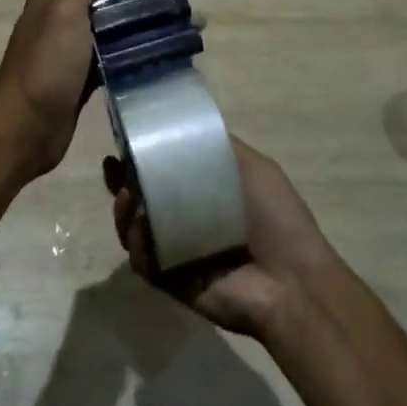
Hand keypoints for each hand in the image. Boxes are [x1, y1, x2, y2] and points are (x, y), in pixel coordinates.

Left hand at [0, 0, 198, 179]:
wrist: (25, 128)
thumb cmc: (46, 65)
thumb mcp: (63, 10)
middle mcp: (63, 20)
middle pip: (116, 5)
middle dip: (154, 4)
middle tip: (195, 11)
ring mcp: (73, 52)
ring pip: (119, 32)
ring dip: (151, 30)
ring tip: (190, 34)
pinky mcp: (83, 79)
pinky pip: (117, 59)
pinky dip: (139, 55)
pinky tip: (166, 59)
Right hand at [106, 135, 334, 340]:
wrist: (292, 282)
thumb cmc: (276, 219)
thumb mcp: (254, 167)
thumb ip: (219, 145)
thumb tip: (184, 123)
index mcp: (204, 193)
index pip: (163, 172)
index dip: (141, 158)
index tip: (123, 143)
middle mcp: (185, 220)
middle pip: (141, 199)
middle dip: (122, 183)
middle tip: (115, 170)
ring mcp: (174, 251)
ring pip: (134, 228)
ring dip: (124, 211)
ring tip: (127, 198)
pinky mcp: (168, 280)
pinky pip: (141, 260)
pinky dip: (136, 245)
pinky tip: (140, 231)